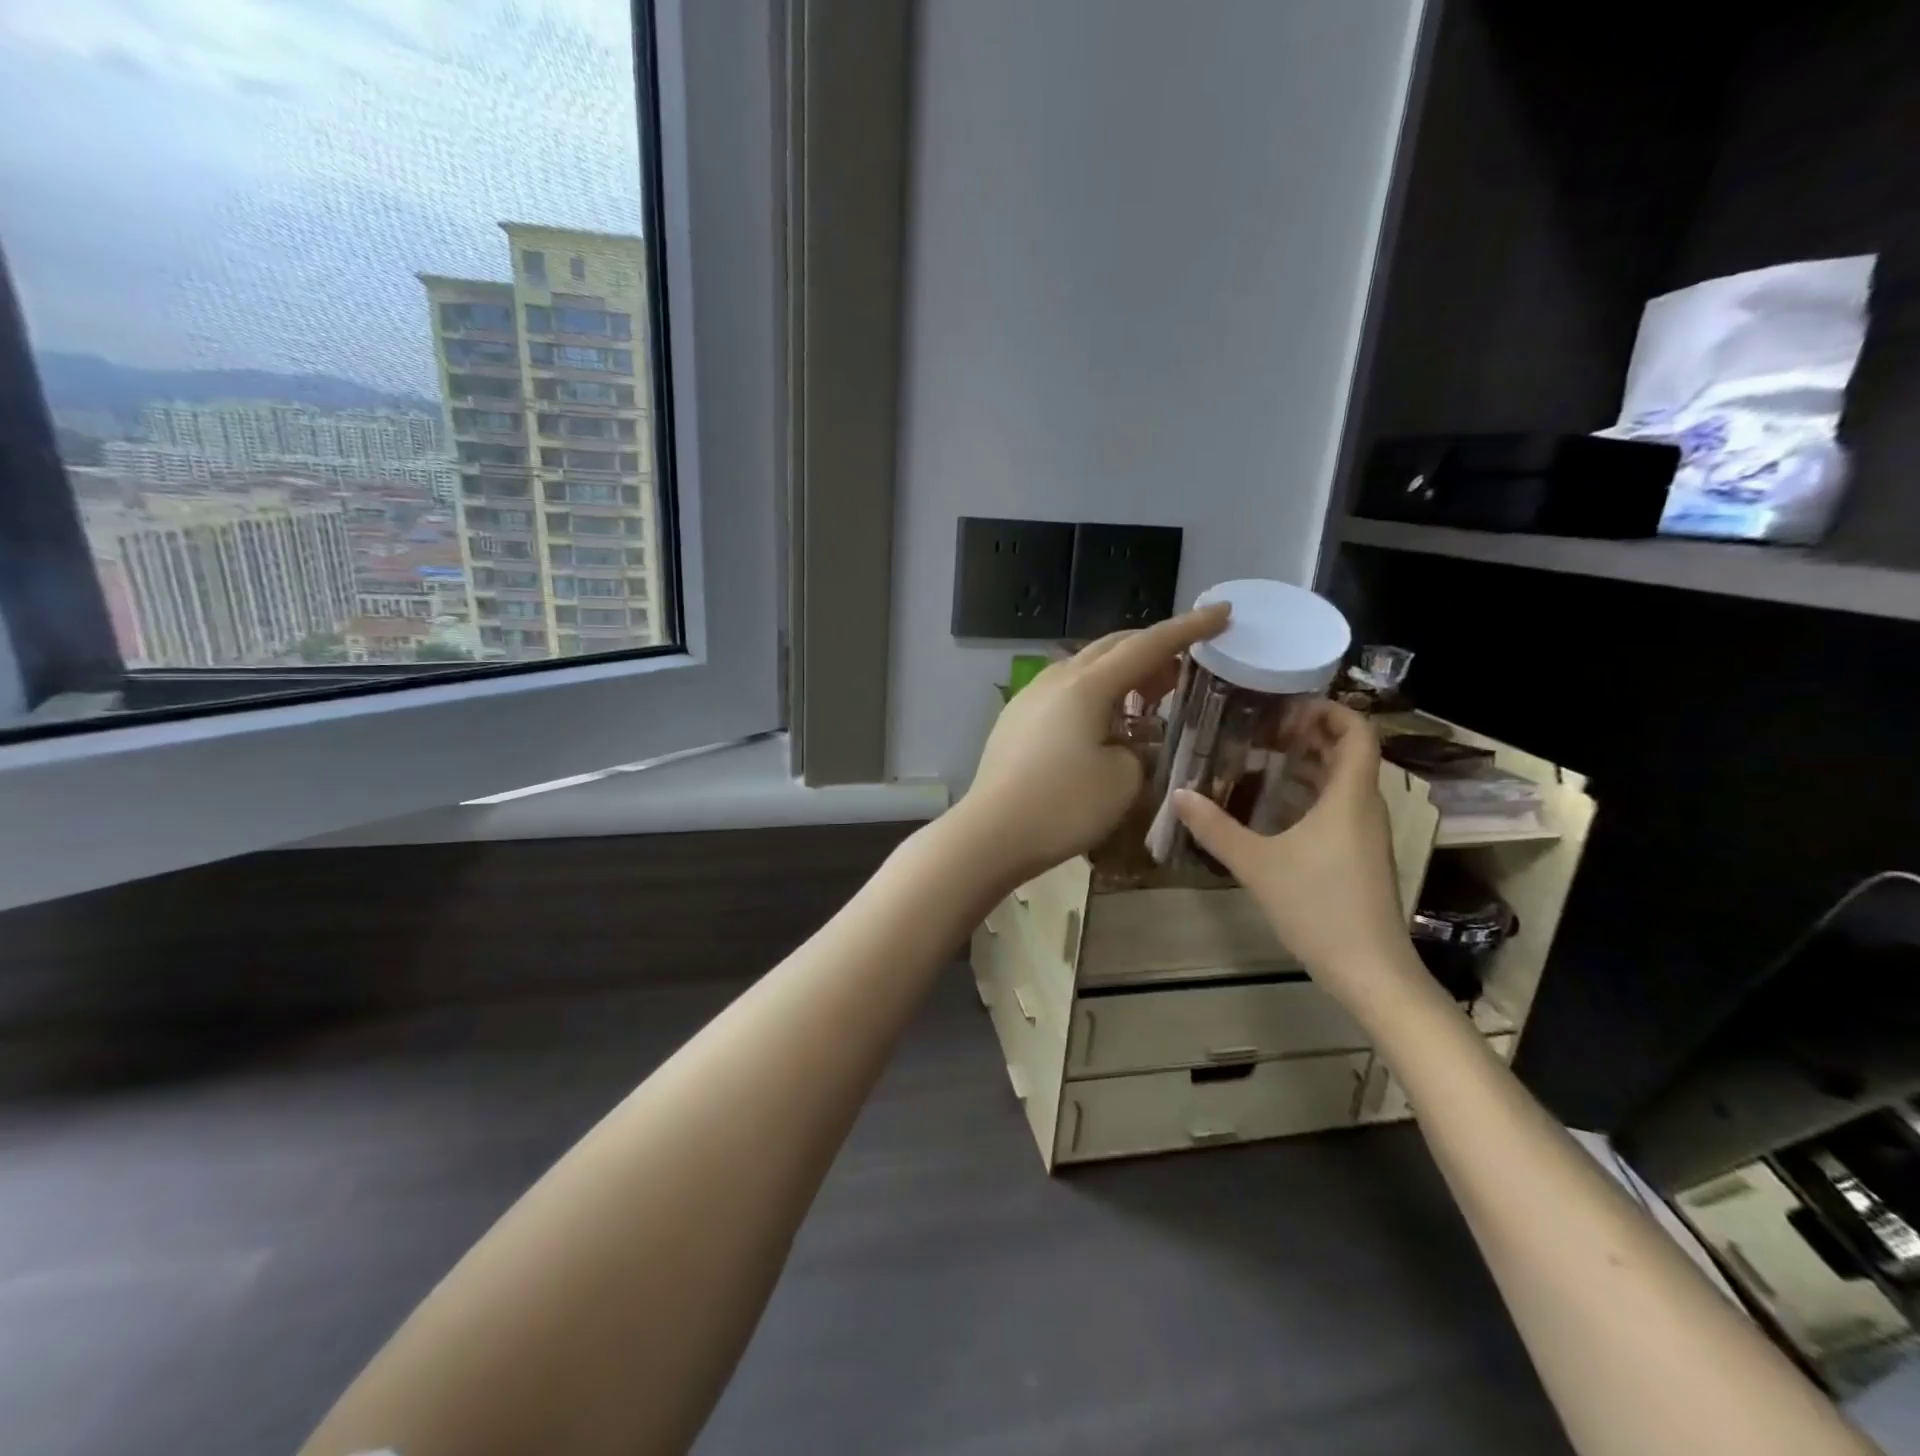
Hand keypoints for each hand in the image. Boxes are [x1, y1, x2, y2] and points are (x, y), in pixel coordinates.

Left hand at [958, 604, 1230, 884]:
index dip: (1188, 629)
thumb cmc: (1063, 806)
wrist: (990, 833)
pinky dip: (1094, 694)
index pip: (1147, 645)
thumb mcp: (1123, 780)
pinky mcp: (1015, 718)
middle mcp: (1056, 679)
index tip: (1222, 612)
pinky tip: (1103, 723)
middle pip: (1112, 647)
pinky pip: (1064, 691)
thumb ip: (1140, 750)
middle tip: (1184, 668)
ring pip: (1085, 667)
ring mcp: (1030, 696)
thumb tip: (1131, 742)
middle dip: (1152, 650)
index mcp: (1087, 685)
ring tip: (1146, 697)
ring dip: (1121, 673)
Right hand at [1173, 700, 1418, 1004]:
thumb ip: (1215, 828)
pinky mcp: (1359, 856)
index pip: (1357, 732)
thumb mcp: (1257, 865)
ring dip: (1307, 765)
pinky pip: (1337, 808)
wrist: (1370, 971)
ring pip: (1342, 782)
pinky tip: (1270, 808)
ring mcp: (1365, 834)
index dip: (1329, 709)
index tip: (1287, 703)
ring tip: (1260, 758)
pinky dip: (1308, 795)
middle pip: (1348, 753)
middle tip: (1262, 726)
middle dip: (1309, 733)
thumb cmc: (1319, 907)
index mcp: (1349, 797)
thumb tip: (1178, 793)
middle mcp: (1364, 807)